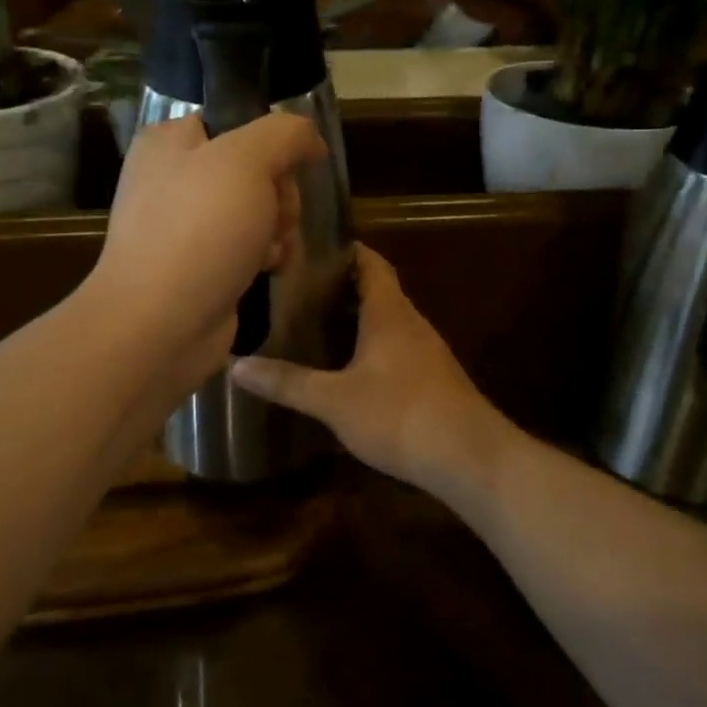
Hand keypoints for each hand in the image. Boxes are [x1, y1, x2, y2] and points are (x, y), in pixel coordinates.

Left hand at [86, 113, 326, 388]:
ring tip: (269, 250)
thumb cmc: (200, 229)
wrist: (160, 324)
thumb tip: (308, 139)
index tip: (284, 169)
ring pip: (258, 211)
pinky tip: (266, 271)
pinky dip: (264, 257)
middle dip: (280, 195)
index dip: (270, 145)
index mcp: (170, 142)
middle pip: (255, 170)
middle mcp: (173, 179)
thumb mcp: (248, 160)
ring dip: (278, 229)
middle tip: (276, 216)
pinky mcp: (198, 266)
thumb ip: (285, 133)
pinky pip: (247, 247)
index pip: (236, 123)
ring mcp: (184, 226)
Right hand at [231, 244, 511, 495]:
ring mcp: (428, 353)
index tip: (315, 247)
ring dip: (360, 319)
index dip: (348, 250)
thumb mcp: (335, 400)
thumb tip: (236, 366)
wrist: (470, 458)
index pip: (372, 263)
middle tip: (302, 290)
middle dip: (344, 287)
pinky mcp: (435, 380)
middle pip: (379, 291)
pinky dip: (374, 348)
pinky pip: (399, 350)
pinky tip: (352, 370)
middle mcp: (412, 323)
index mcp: (390, 313)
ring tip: (319, 325)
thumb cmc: (400, 414)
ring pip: (390, 323)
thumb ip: (288, 382)